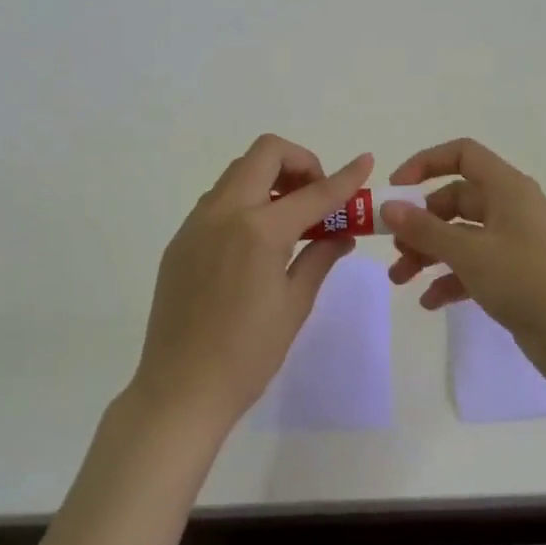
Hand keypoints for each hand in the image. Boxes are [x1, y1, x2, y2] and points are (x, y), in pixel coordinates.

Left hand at [131, 135, 371, 430]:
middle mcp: (224, 212)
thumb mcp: (295, 304)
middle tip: (316, 198)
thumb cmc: (248, 354)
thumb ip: (320, 257)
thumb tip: (342, 234)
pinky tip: (257, 241)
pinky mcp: (180, 240)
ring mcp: (196, 223)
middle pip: (265, 153)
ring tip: (290, 220)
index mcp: (259, 230)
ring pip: (238, 172)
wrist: (180, 391)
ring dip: (270, 179)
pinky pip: (218, 200)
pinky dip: (246, 201)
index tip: (365, 163)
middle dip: (300, 164)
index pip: (313, 192)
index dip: (344, 177)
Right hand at [383, 138, 545, 383]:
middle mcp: (510, 209)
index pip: (463, 154)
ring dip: (429, 253)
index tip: (395, 189)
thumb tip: (388, 207)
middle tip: (394, 247)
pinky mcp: (515, 277)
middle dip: (420, 222)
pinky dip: (450, 279)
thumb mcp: (470, 252)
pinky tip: (429, 302)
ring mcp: (513, 244)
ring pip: (461, 236)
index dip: (426, 163)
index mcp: (507, 188)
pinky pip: (473, 267)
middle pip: (455, 199)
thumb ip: (425, 229)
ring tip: (400, 279)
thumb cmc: (528, 280)